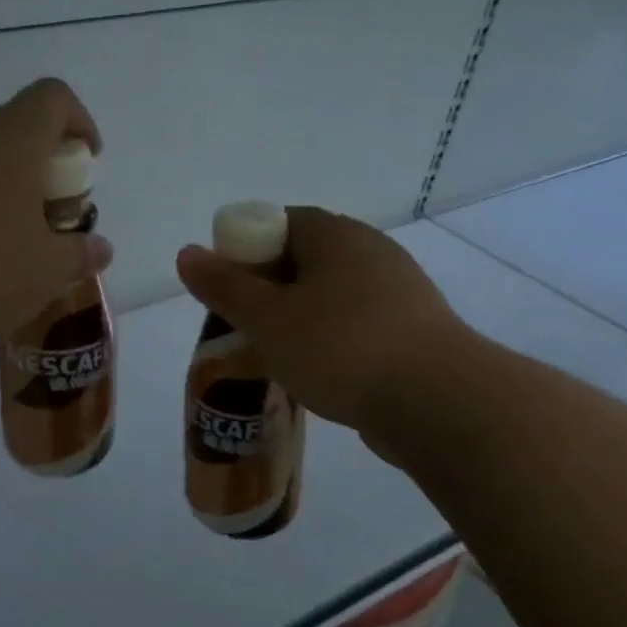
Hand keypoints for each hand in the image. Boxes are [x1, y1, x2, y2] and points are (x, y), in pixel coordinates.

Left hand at [0, 78, 114, 346]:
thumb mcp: (44, 272)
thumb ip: (79, 255)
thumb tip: (100, 249)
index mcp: (11, 138)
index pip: (54, 97)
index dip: (79, 121)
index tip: (86, 161)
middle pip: (16, 127)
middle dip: (42, 165)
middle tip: (49, 215)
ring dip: (2, 184)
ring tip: (8, 238)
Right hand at [175, 207, 477, 463]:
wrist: (440, 403)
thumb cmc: (341, 348)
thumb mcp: (267, 318)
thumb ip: (225, 286)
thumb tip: (187, 252)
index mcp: (335, 235)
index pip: (278, 222)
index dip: (244, 250)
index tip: (228, 287)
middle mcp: (371, 250)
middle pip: (304, 257)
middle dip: (270, 287)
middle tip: (245, 323)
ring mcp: (400, 290)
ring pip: (332, 293)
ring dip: (301, 315)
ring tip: (278, 352)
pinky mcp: (416, 329)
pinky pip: (358, 321)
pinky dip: (333, 337)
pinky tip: (321, 370)